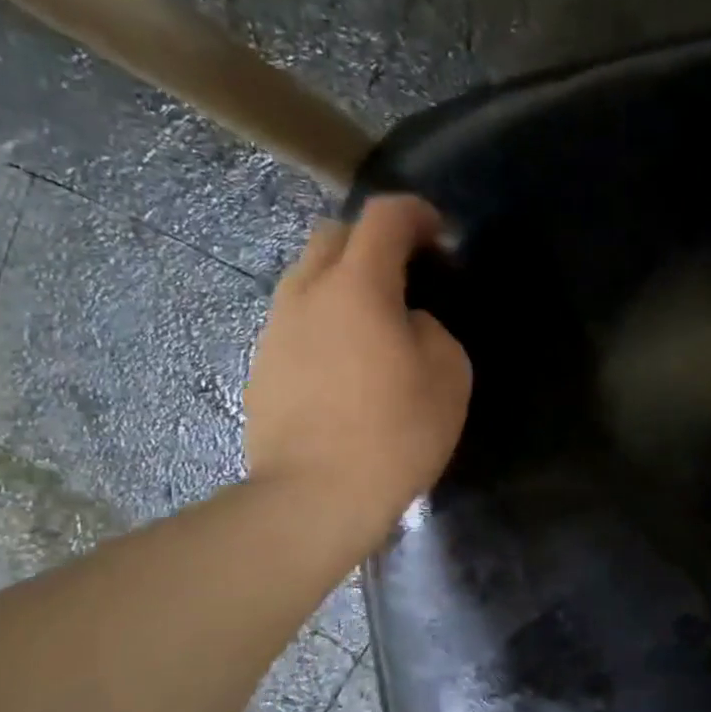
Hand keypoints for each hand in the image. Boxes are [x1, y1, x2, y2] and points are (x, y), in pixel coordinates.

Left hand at [245, 194, 471, 531]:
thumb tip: (407, 322)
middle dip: (374, 241)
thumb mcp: (448, 374)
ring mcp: (276, 329)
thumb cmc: (395, 433)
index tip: (440, 237)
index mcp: (357, 285)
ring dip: (345, 282)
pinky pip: (297, 320)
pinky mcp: (262, 365)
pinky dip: (325, 321)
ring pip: (308, 277)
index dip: (418, 214)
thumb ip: (431, 328)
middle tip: (407, 276)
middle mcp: (307, 292)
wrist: (315, 497)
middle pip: (335, 235)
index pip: (384, 216)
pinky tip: (346, 364)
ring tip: (375, 323)